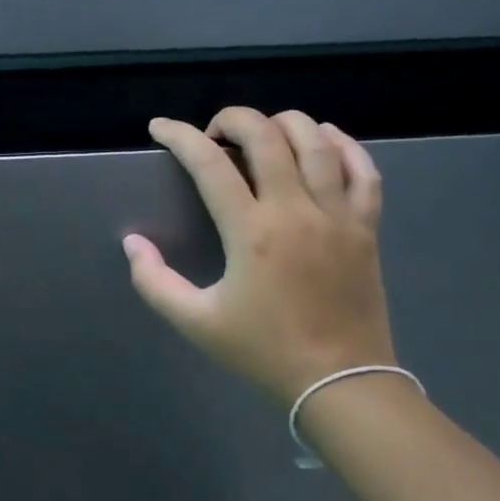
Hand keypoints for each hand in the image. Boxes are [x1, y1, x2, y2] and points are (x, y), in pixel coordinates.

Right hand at [123, 107, 397, 406]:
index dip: (179, 136)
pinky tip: (324, 140)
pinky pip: (363, 170)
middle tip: (214, 134)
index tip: (160, 127)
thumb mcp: (196, 322)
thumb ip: (154, 282)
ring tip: (262, 134)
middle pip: (267, 135)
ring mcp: (338, 215)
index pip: (210, 163)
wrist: (341, 381)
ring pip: (317, 141)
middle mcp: (296, 210)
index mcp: (252, 232)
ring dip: (284, 123)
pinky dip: (344, 145)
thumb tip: (133, 243)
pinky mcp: (366, 227)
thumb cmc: (264, 350)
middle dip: (233, 119)